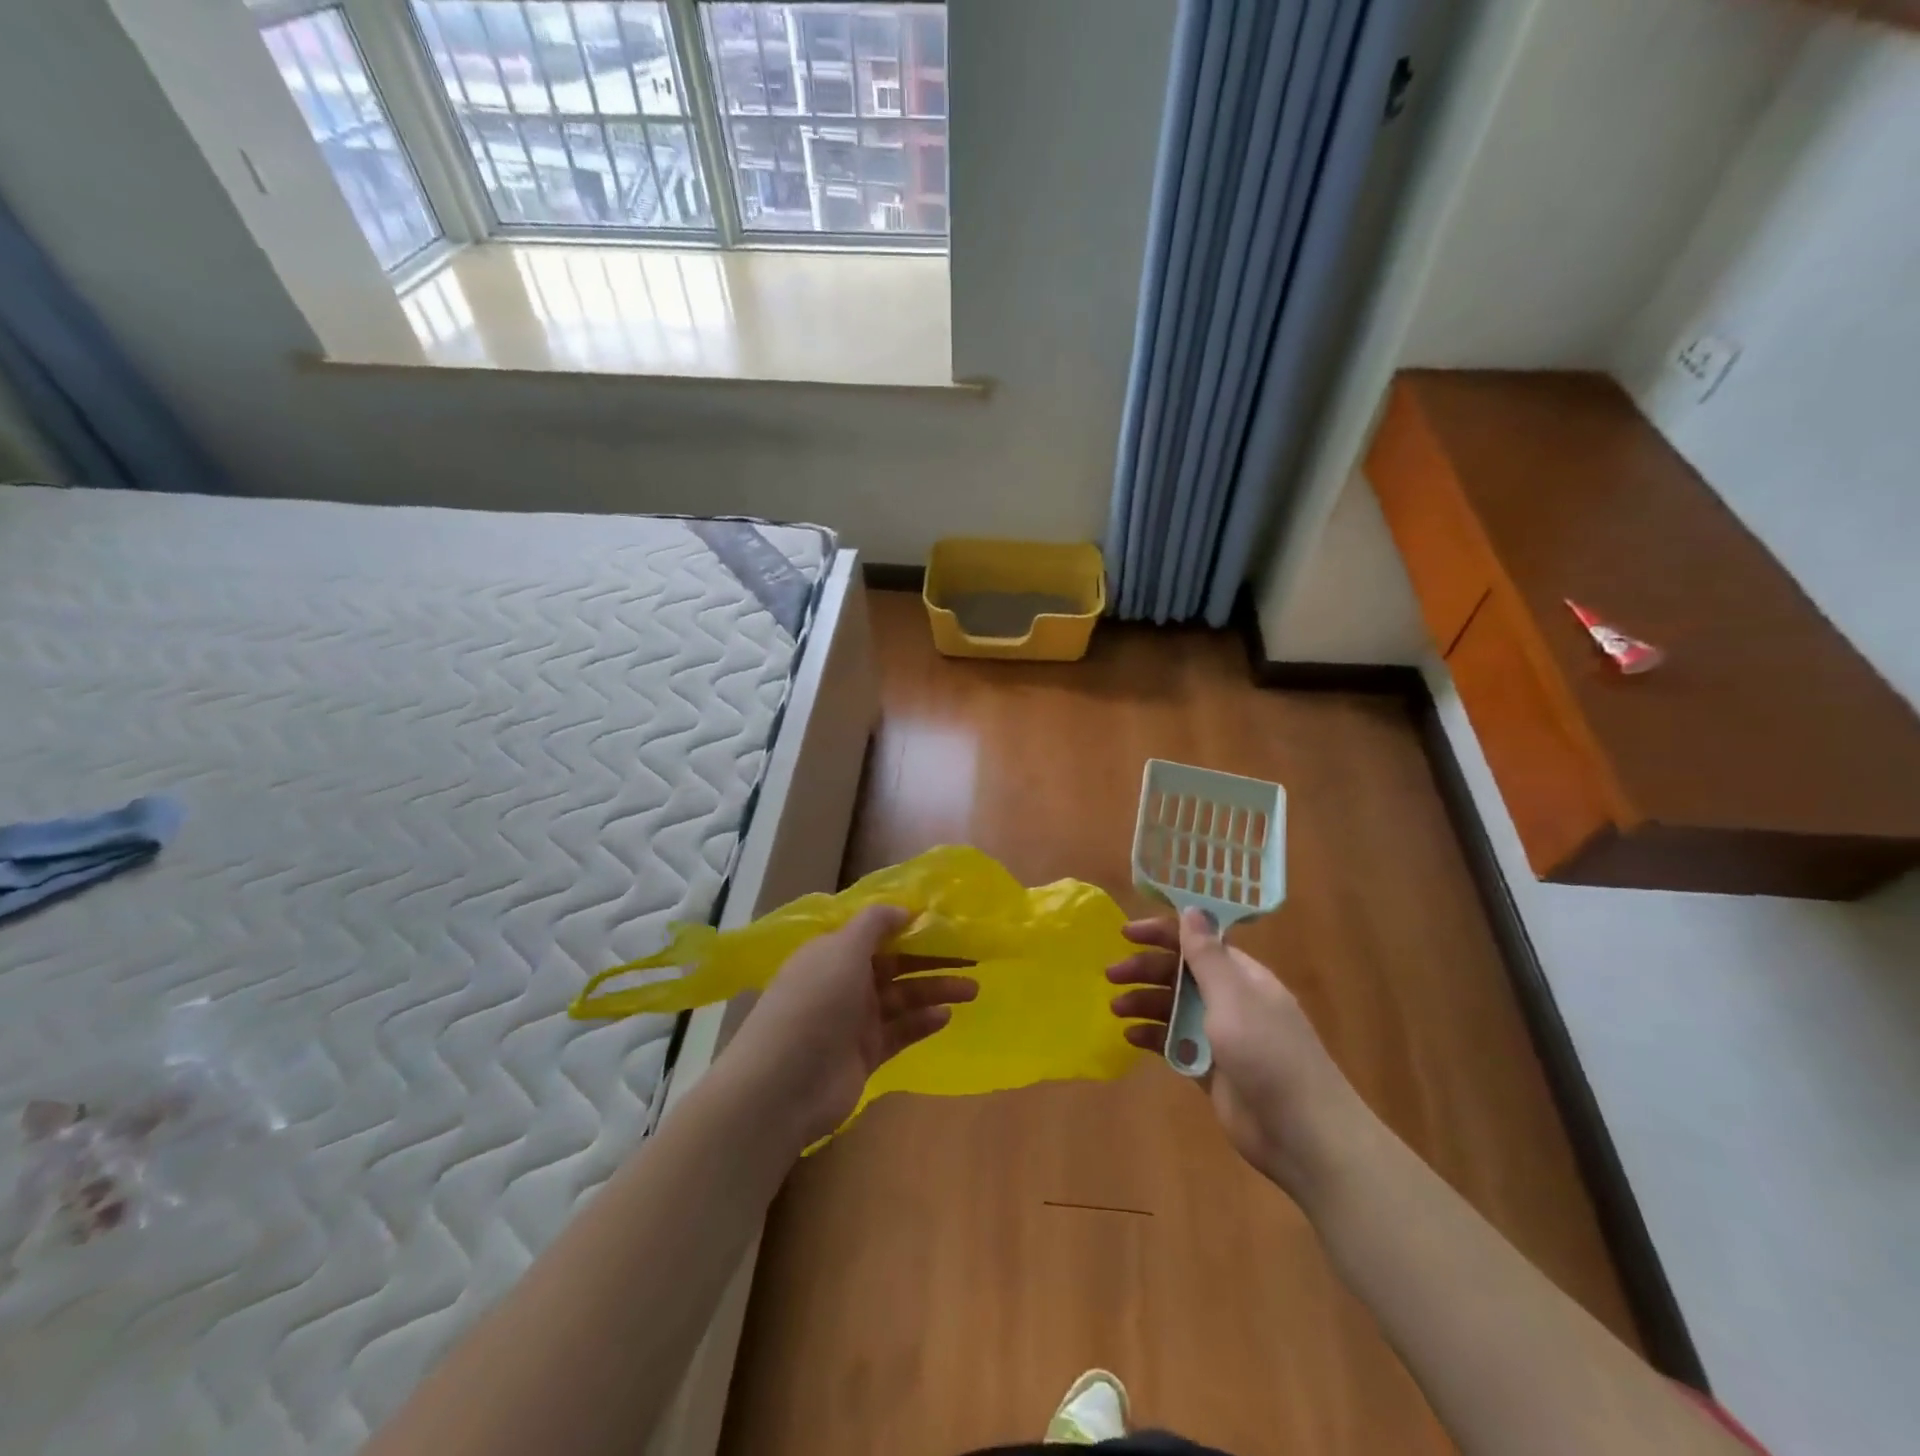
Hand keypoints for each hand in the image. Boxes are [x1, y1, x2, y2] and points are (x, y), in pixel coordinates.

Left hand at [722, 905, 977, 1149]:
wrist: (784, 1085)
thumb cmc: (815, 1003)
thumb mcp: (842, 949)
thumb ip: (875, 924)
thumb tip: (904, 908)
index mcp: (833, 952)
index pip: (875, 932)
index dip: (908, 925)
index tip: (945, 921)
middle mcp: (844, 982)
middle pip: (895, 964)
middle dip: (932, 958)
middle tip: (972, 955)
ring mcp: (854, 1020)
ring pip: (903, 998)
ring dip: (935, 990)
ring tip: (973, 988)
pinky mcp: (865, 1054)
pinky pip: (900, 1032)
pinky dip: (923, 1023)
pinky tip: (947, 1016)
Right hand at [1108, 908, 1367, 1197]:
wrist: (1303, 1134)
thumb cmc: (1268, 1054)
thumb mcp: (1233, 998)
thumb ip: (1207, 955)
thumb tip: (1191, 908)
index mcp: (1242, 976)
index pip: (1198, 941)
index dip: (1163, 933)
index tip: (1126, 933)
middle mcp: (1230, 1000)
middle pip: (1181, 973)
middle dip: (1146, 969)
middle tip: (1111, 976)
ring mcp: (1220, 1036)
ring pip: (1175, 1008)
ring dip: (1145, 1002)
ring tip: (1116, 1009)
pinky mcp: (1210, 1069)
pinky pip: (1175, 1043)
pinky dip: (1154, 1037)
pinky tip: (1130, 1038)